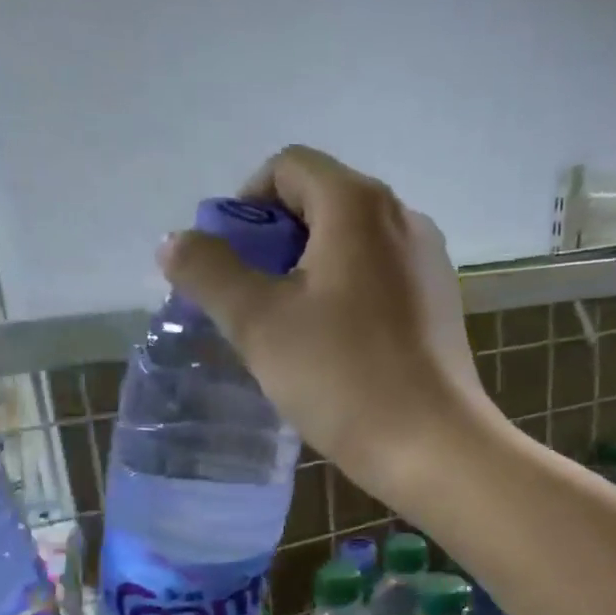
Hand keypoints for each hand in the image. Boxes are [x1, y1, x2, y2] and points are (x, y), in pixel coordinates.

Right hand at [157, 146, 502, 506]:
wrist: (432, 446)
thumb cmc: (342, 377)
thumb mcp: (258, 324)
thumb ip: (209, 272)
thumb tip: (175, 241)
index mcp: (358, 204)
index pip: (287, 168)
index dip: (245, 206)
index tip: (229, 263)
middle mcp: (403, 217)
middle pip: (322, 204)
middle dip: (275, 245)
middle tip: (251, 302)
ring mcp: (429, 263)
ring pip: (352, 247)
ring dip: (309, 274)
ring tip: (289, 331)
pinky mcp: (441, 306)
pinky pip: (380, 280)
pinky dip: (346, 297)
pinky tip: (335, 349)